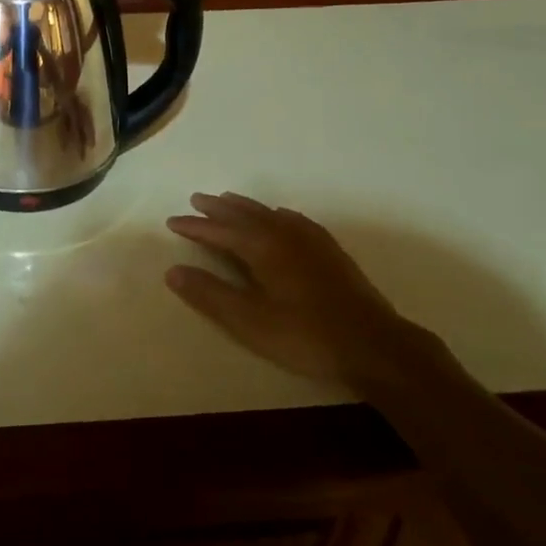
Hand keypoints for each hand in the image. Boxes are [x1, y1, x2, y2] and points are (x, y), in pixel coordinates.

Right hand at [165, 193, 424, 387]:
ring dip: (245, 206)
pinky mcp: (329, 251)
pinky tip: (279, 217)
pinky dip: (275, 213)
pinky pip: (293, 219)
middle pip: (244, 214)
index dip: (194, 226)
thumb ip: (210, 295)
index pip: (220, 230)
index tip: (172, 221)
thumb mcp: (249, 322)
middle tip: (196, 199)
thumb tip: (173, 271)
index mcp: (262, 247)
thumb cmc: (305, 335)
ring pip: (269, 213)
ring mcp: (310, 240)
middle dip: (218, 208)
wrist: (374, 345)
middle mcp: (284, 234)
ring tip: (228, 200)